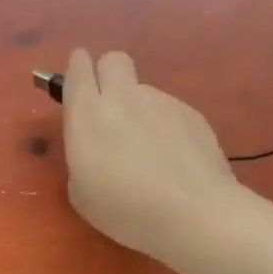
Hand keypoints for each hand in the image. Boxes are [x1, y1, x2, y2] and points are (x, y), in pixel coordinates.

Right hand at [61, 49, 241, 259]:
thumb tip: (95, 145)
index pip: (78, 69)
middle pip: (113, 60)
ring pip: (143, 90)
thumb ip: (81, 156)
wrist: (195, 214)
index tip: (78, 83)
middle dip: (107, 74)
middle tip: (109, 106)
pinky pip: (169, 110)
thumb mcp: (80, 191)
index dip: (77, 70)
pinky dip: (166, 127)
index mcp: (87, 114)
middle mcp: (122, 97)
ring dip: (139, 109)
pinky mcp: (192, 113)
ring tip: (149, 151)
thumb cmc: (125, 210)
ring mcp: (161, 102)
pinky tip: (174, 159)